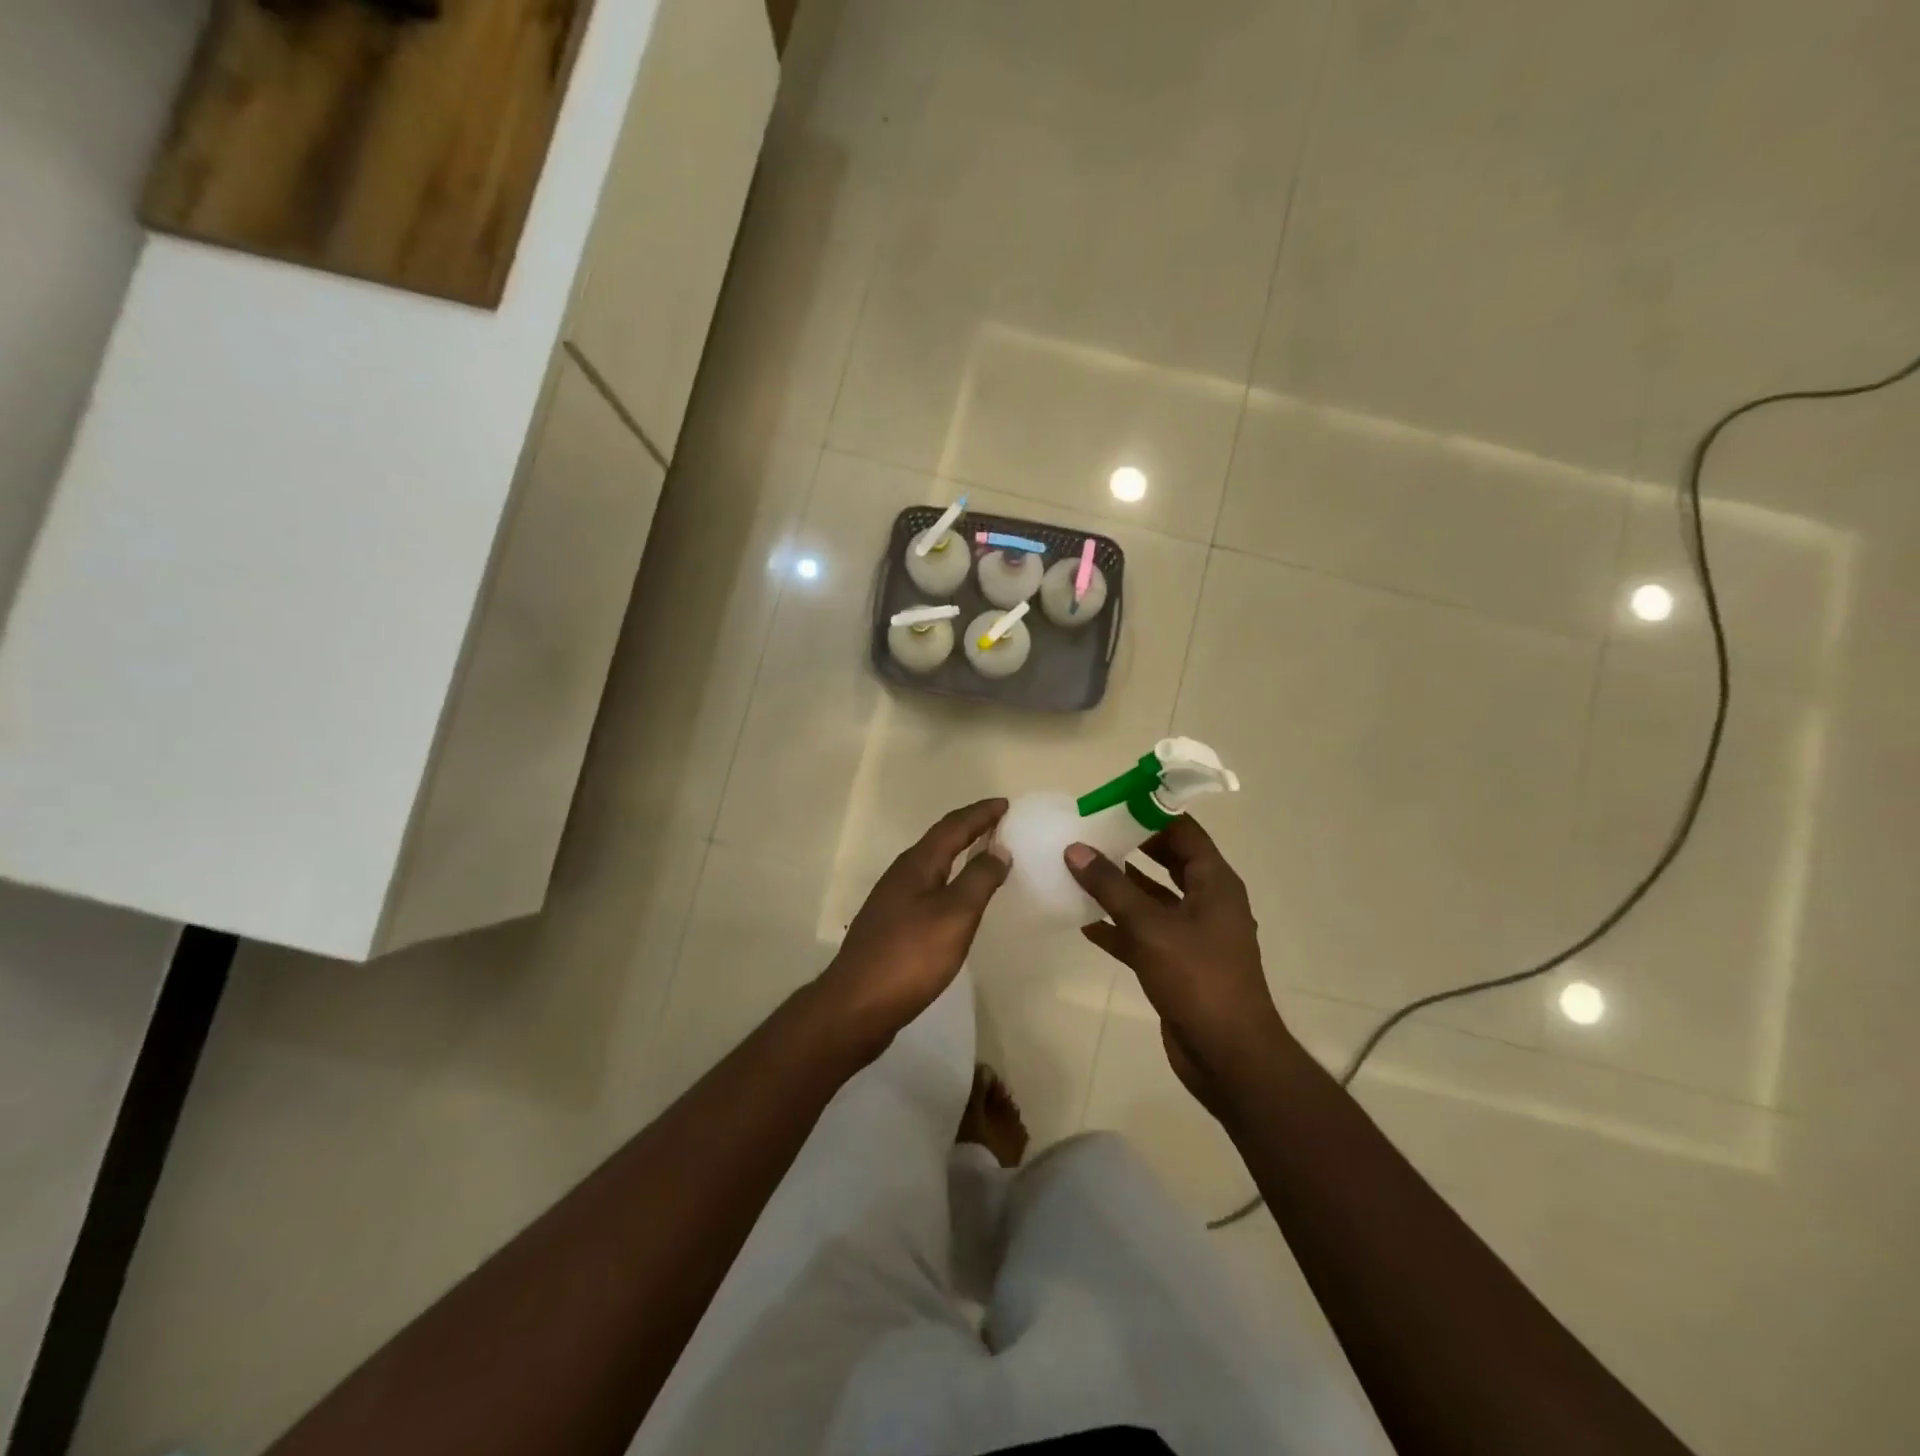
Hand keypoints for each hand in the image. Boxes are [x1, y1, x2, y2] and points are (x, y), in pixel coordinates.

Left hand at [815, 799, 1009, 1055]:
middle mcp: (901, 875)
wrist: (856, 1005)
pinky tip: (955, 900)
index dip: (980, 814)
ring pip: (931, 865)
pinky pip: (926, 889)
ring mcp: (891, 901)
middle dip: (968, 829)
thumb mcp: (954, 916)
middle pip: (939, 841)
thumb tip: (998, 848)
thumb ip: (979, 880)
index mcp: (917, 865)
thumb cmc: (910, 956)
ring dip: (957, 854)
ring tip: (983, 855)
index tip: (1005, 804)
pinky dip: (948, 881)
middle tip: (998, 824)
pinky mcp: (890, 926)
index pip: (953, 827)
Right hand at [1065, 817, 1287, 1114]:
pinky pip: (1143, 934)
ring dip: (1120, 887)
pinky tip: (1083, 922)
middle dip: (1130, 848)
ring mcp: (1192, 935)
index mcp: (1214, 883)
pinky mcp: (1177, 964)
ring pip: (1152, 899)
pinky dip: (1118, 927)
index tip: (1112, 803)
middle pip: (1167, 862)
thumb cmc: (1197, 978)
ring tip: (1079, 870)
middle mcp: (1207, 902)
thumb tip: (1075, 848)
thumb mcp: (1149, 926)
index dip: (1150, 814)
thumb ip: (1110, 886)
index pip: (1184, 832)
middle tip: (1089, 833)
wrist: (1228, 1055)